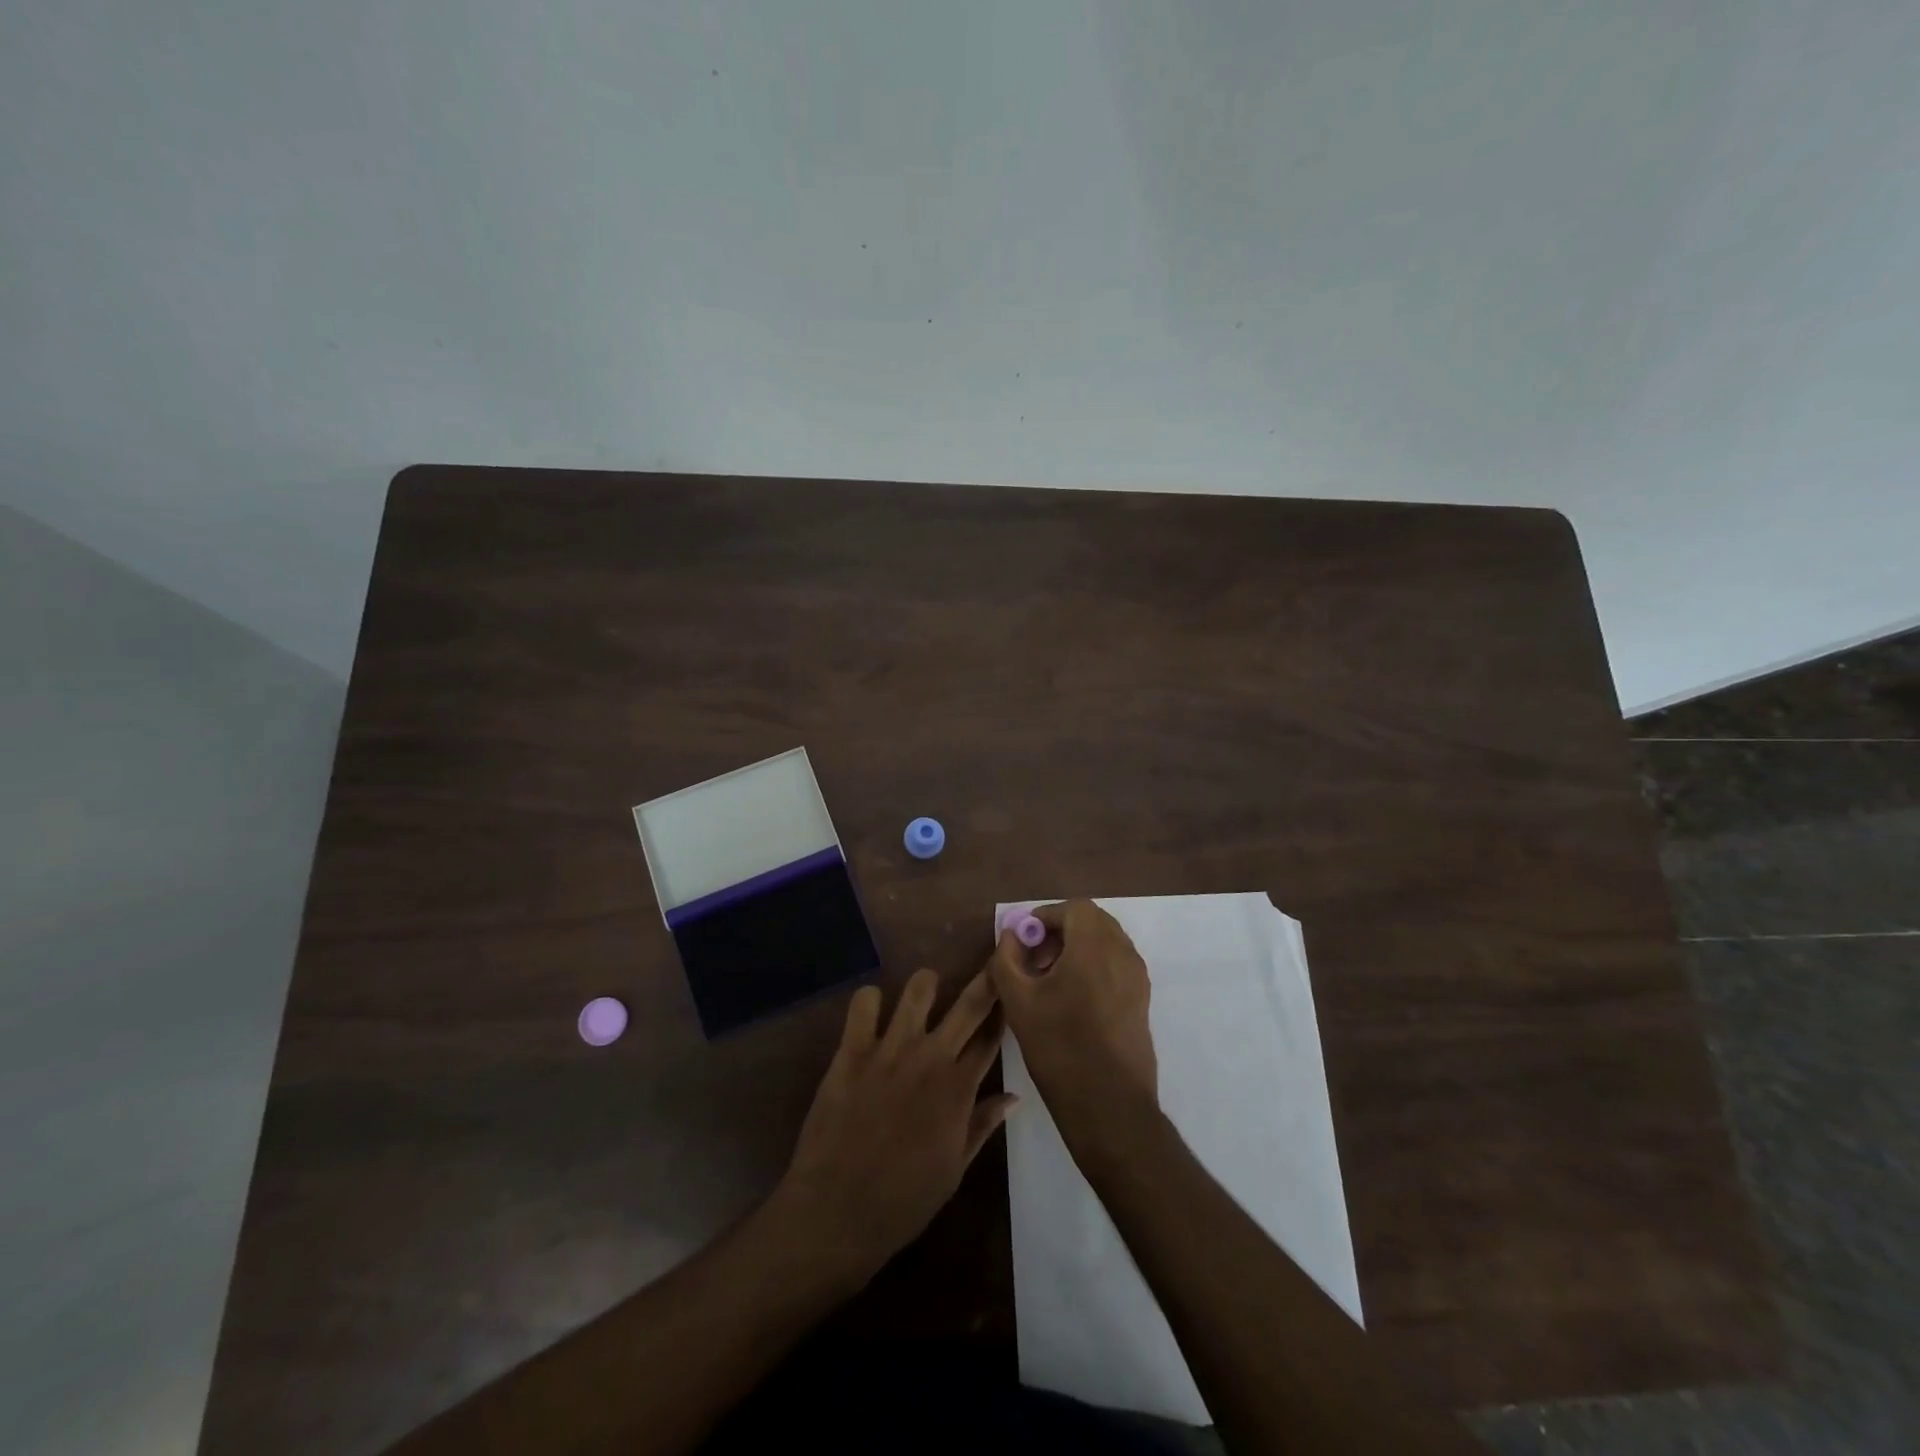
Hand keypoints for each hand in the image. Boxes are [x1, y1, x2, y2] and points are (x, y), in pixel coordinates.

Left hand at [775, 970, 1016, 1283]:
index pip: (991, 1038)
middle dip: (987, 980)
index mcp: (959, 1089)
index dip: (1004, 1015)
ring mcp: (890, 1049)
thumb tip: (1013, 1096)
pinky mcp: (852, 1049)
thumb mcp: (954, 1170)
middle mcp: (931, 1058)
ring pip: (919, 988)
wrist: (837, 1212)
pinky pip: (864, 1002)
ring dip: (927, 985)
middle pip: (970, 1003)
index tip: (1011, 997)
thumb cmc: (902, 1200)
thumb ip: (982, 1125)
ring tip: (926, 992)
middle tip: (994, 964)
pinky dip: (870, 1001)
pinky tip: (872, 1014)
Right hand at [986, 900, 1157, 1136]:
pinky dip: (1094, 966)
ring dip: (1078, 948)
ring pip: (1107, 943)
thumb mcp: (1018, 1001)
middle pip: (1093, 922)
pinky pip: (1117, 965)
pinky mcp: (1142, 1001)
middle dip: (1062, 931)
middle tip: (1035, 957)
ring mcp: (1137, 978)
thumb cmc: (1060, 1047)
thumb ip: (1007, 958)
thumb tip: (1011, 936)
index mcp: (1095, 946)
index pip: (1075, 908)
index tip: (1024, 940)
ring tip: (1050, 980)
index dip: (1046, 916)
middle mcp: (1123, 954)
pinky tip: (1072, 999)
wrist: (1109, 1105)